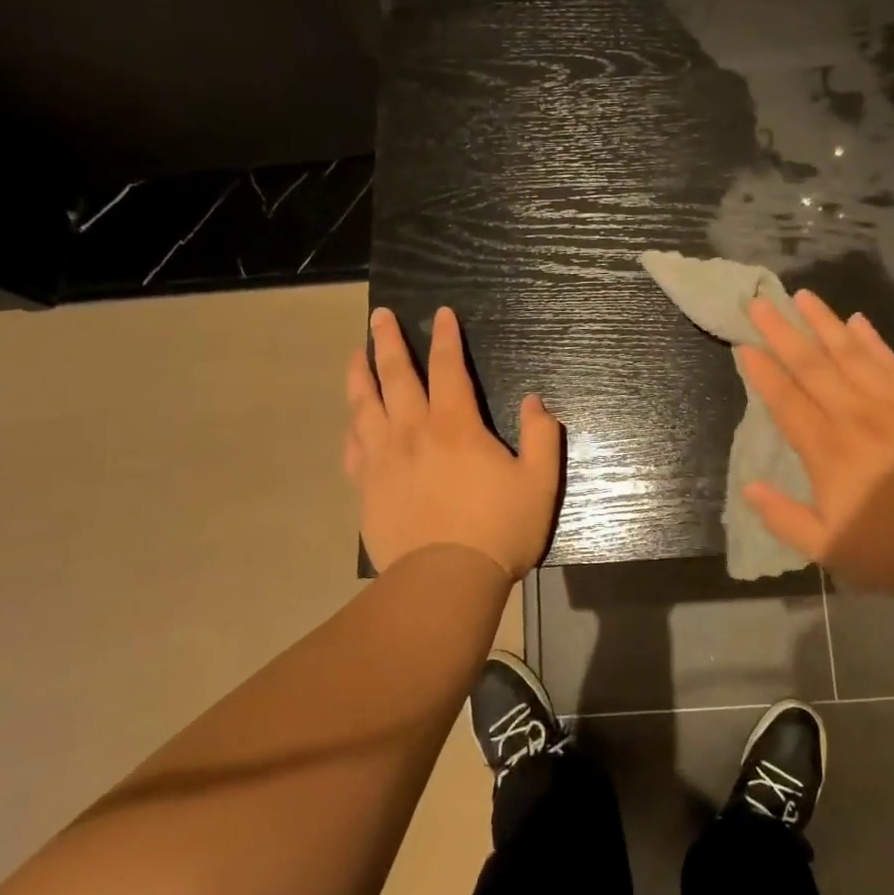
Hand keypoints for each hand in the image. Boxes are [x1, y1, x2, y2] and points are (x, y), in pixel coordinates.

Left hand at [345, 306, 561, 579]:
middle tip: (379, 316)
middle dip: (388, 341)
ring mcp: (383, 460)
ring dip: (360, 375)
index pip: (447, 368)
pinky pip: (353, 448)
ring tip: (356, 354)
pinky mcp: (367, 488)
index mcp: (455, 426)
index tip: (441, 314)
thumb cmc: (498, 529)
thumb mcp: (539, 481)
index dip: (445, 338)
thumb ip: (542, 435)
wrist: (445, 581)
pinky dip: (352, 428)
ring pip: (364, 406)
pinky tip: (352, 421)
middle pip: (395, 376)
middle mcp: (413, 432)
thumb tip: (536, 401)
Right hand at [738, 290, 893, 594]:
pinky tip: (857, 320)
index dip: (762, 372)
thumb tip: (748, 487)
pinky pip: (891, 361)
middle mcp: (854, 415)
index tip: (743, 346)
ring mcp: (892, 403)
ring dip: (823, 322)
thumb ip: (784, 518)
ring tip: (803, 296)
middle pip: (811, 365)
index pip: (786, 401)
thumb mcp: (829, 549)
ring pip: (850, 353)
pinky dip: (872, 339)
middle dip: (782, 332)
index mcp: (826, 450)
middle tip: (760, 304)